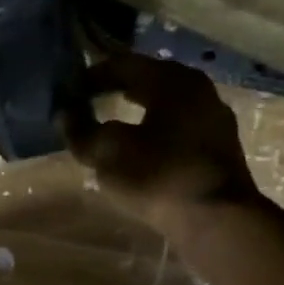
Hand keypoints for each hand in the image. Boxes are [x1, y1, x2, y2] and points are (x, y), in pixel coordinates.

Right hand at [68, 52, 261, 244]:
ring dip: (135, 110)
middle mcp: (197, 89)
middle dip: (114, 88)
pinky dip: (153, 129)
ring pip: (164, 103)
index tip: (68, 91)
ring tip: (108, 125)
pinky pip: (177, 126)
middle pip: (147, 80)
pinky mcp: (218, 146)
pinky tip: (138, 148)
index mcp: (171, 79)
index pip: (122, 64)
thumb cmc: (158, 175)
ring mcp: (213, 118)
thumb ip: (81, 130)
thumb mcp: (107, 152)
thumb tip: (64, 114)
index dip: (91, 76)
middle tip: (85, 102)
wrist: (218, 220)